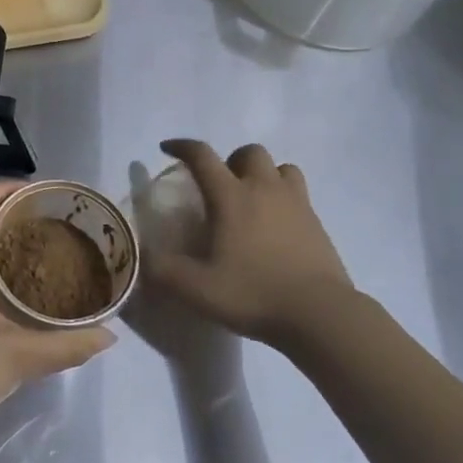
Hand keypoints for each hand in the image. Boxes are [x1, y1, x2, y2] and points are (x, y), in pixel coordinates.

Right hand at [148, 140, 356, 349]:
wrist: (321, 315)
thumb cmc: (253, 294)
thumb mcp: (195, 288)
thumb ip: (162, 270)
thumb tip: (141, 255)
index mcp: (231, 197)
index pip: (202, 156)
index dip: (181, 146)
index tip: (168, 149)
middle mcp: (264, 190)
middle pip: (250, 152)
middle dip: (231, 160)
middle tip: (219, 186)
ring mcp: (296, 204)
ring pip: (281, 168)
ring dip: (264, 175)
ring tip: (252, 200)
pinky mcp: (317, 224)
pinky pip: (299, 194)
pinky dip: (284, 199)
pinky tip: (275, 227)